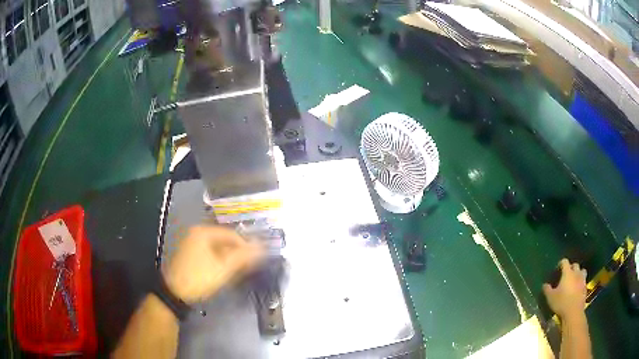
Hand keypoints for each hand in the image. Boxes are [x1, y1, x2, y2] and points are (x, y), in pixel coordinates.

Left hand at [163, 226, 262, 303]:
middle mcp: (196, 233)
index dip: (246, 246)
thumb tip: (262, 247)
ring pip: (216, 247)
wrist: (174, 293)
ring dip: (228, 258)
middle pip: (224, 240)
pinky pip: (209, 252)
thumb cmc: (199, 278)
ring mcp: (190, 243)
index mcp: (203, 232)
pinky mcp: (188, 253)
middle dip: (237, 253)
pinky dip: (218, 260)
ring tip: (237, 271)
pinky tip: (223, 271)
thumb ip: (243, 257)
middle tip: (247, 267)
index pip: (231, 234)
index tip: (256, 259)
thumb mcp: (223, 268)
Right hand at [543, 258, 587, 319]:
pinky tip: (577, 289)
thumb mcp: (550, 298)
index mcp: (567, 273)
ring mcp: (582, 280)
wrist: (573, 312)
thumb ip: (547, 290)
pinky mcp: (585, 288)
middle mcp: (576, 273)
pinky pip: (584, 281)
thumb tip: (544, 285)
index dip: (561, 263)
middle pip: (575, 265)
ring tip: (574, 279)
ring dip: (578, 273)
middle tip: (566, 274)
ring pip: (582, 271)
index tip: (558, 268)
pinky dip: (580, 282)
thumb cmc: (561, 302)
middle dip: (571, 267)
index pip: (565, 262)